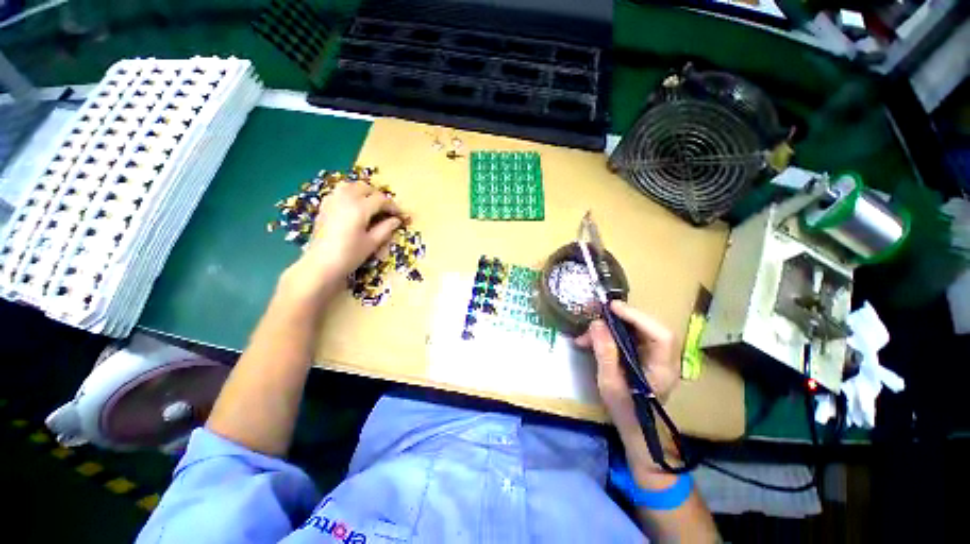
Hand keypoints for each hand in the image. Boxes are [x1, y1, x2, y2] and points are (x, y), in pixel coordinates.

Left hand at [282, 182, 402, 298]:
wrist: (320, 264)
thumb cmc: (349, 255)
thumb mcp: (372, 243)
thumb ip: (386, 228)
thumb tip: (396, 220)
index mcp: (360, 208)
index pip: (381, 200)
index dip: (394, 207)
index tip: (401, 215)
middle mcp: (345, 199)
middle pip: (365, 188)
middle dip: (379, 197)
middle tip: (387, 210)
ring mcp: (332, 201)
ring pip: (350, 186)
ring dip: (363, 191)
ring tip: (371, 204)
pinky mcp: (324, 206)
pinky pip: (339, 192)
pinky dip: (349, 194)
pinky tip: (353, 206)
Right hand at [576, 301, 678, 477]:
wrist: (636, 430)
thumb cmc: (625, 411)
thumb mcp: (610, 383)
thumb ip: (605, 352)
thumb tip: (596, 323)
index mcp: (663, 369)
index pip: (660, 335)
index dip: (638, 317)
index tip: (612, 308)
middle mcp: (665, 359)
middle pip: (649, 327)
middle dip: (623, 318)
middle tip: (599, 315)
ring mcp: (656, 357)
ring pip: (638, 330)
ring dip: (613, 326)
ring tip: (589, 333)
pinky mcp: (645, 356)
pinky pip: (631, 337)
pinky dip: (612, 333)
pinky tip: (594, 338)